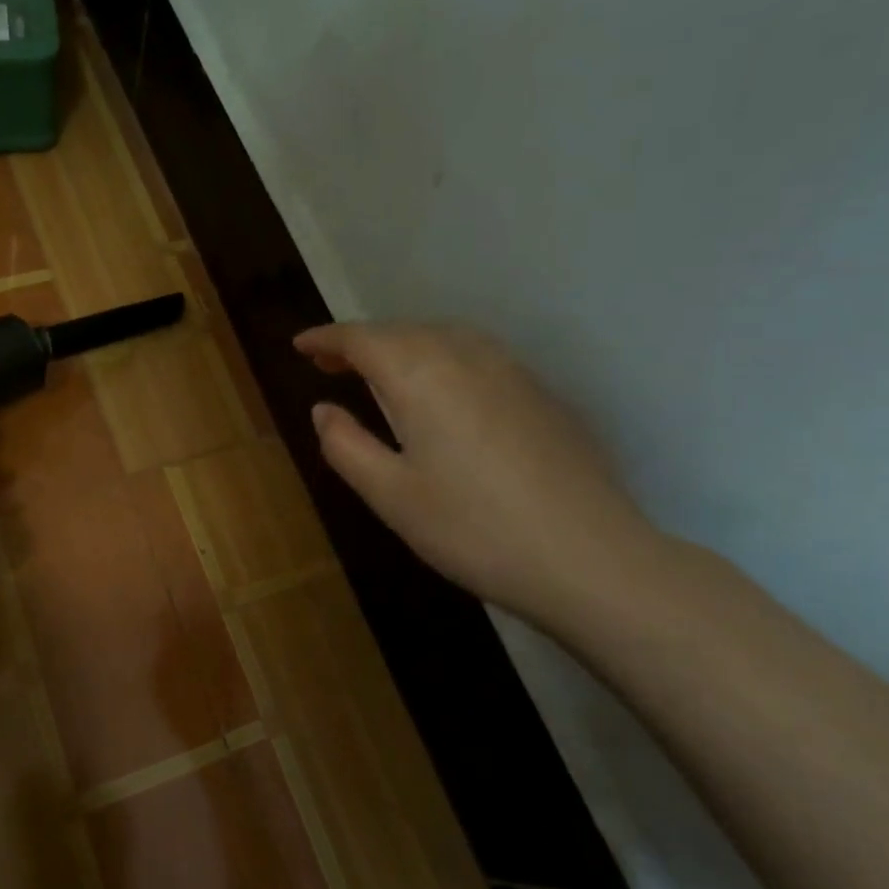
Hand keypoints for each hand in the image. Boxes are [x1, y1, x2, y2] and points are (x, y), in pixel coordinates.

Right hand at [295, 323, 658, 625]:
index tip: (299, 345)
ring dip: (403, 347)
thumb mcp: (390, 495)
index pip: (362, 338)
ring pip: (443, 339)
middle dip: (361, 342)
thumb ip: (346, 445)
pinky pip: (476, 356)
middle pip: (402, 331)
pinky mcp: (542, 393)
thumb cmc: (473, 529)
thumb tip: (323, 410)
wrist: (589, 558)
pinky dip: (441, 360)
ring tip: (380, 374)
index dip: (326, 338)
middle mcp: (467, 355)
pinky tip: (442, 394)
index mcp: (421, 374)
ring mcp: (512, 370)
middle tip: (330, 364)